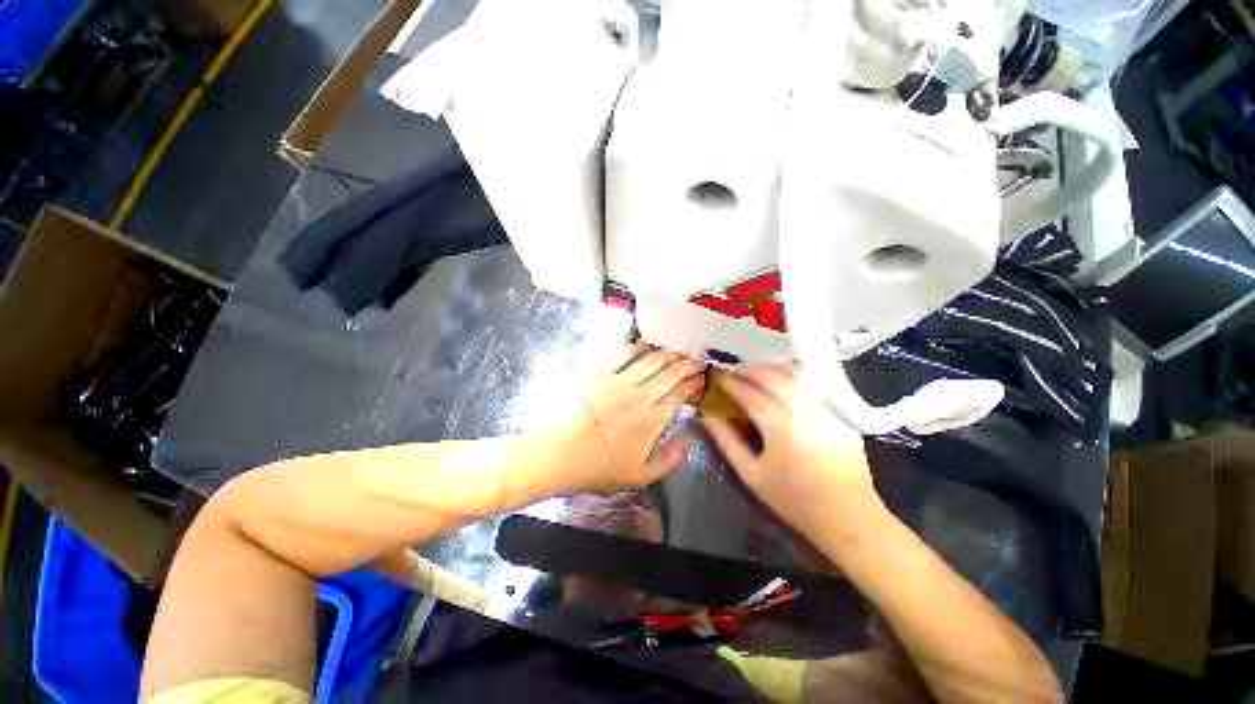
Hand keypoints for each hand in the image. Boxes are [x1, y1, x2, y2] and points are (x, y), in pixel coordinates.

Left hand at [522, 345, 705, 492]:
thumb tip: (687, 439)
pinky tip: (646, 345)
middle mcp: (640, 396)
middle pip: (670, 372)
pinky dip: (638, 347)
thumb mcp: (640, 476)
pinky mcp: (599, 373)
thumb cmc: (597, 468)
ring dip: (668, 352)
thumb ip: (670, 459)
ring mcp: (619, 381)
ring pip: (651, 360)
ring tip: (678, 349)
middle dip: (688, 363)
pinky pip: (623, 354)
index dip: (693, 383)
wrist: (556, 454)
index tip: (701, 377)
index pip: (680, 395)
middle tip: (697, 357)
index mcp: (652, 420)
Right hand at [702, 364, 883, 540]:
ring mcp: (826, 409)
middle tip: (734, 372)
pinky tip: (781, 382)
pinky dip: (791, 376)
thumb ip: (727, 441)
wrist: (850, 519)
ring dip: (771, 368)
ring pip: (796, 375)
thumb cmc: (794, 501)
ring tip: (755, 372)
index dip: (731, 383)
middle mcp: (805, 411)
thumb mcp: (752, 475)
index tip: (718, 378)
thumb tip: (708, 416)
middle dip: (750, 370)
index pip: (750, 394)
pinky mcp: (840, 414)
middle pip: (773, 376)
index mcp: (781, 427)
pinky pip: (811, 385)